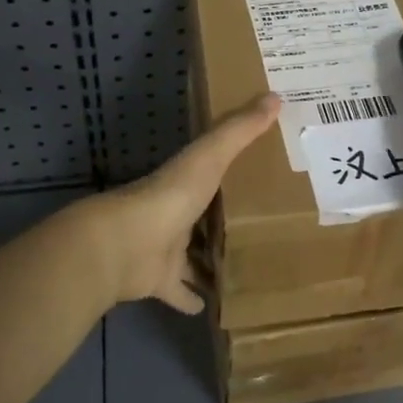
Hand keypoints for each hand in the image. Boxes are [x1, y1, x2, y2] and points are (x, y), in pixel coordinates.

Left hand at [72, 93, 280, 313]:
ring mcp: (165, 248)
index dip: (232, 170)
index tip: (259, 171)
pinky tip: (213, 306)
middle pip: (204, 215)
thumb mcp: (211, 156)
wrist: (126, 244)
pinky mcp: (160, 281)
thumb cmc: (171, 195)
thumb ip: (240, 130)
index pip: (211, 171)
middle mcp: (176, 212)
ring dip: (211, 260)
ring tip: (246, 266)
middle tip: (263, 225)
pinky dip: (192, 298)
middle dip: (225, 220)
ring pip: (193, 254)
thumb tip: (275, 96)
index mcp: (186, 181)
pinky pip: (179, 291)